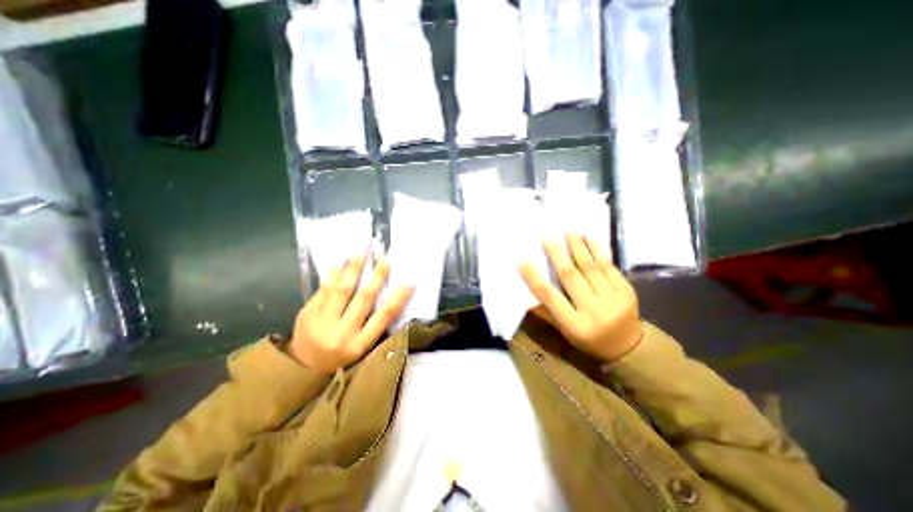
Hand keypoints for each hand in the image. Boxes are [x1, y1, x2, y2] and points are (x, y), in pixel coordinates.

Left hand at [288, 251, 413, 374]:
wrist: (301, 372)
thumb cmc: (339, 361)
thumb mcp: (361, 350)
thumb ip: (374, 328)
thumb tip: (391, 299)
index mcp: (360, 344)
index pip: (384, 316)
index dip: (399, 297)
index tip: (410, 281)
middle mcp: (342, 332)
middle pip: (364, 298)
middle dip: (377, 276)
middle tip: (385, 258)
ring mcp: (322, 322)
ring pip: (342, 290)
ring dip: (353, 269)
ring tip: (361, 252)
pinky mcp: (307, 314)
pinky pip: (323, 290)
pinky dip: (332, 275)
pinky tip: (338, 262)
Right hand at [521, 235, 639, 361]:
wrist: (629, 346)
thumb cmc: (589, 339)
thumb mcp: (565, 331)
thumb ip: (546, 312)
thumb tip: (525, 294)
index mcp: (575, 325)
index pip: (550, 297)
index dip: (535, 278)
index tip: (522, 260)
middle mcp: (594, 311)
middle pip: (571, 277)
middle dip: (557, 254)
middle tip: (547, 236)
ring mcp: (613, 299)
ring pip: (590, 267)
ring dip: (577, 247)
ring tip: (568, 230)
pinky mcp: (627, 290)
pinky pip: (609, 266)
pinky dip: (598, 250)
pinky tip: (589, 237)